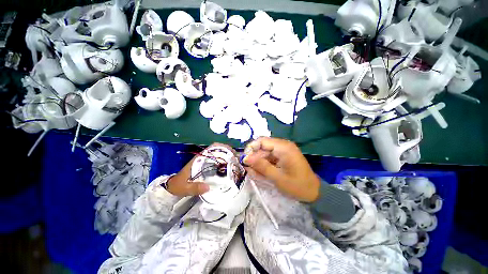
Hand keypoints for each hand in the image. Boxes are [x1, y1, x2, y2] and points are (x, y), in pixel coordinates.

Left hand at [165, 143, 235, 196]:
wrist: (173, 185)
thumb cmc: (179, 185)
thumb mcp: (186, 188)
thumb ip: (195, 188)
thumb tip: (208, 187)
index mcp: (198, 159)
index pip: (212, 148)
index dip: (222, 148)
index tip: (231, 153)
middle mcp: (203, 157)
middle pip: (218, 149)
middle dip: (228, 152)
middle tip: (236, 159)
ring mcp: (205, 161)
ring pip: (218, 154)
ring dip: (227, 156)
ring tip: (235, 163)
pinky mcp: (206, 165)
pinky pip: (217, 161)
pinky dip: (224, 161)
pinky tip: (229, 167)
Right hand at [243, 137, 320, 201]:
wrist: (313, 192)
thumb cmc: (297, 185)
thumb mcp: (277, 177)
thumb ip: (261, 166)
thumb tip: (245, 158)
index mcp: (283, 147)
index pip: (262, 141)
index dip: (251, 148)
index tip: (245, 159)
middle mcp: (283, 145)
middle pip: (263, 147)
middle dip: (254, 157)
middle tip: (248, 169)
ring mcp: (283, 151)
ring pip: (265, 152)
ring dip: (259, 162)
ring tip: (254, 173)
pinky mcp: (283, 156)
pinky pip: (270, 157)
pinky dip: (264, 164)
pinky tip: (261, 173)